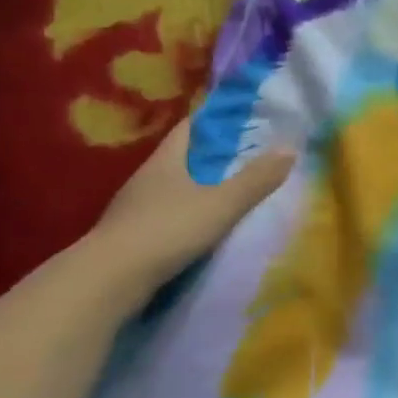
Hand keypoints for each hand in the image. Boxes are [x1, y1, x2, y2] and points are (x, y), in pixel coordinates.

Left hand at [92, 121, 295, 284]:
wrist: (108, 281)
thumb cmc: (168, 230)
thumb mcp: (221, 204)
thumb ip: (256, 179)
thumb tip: (290, 148)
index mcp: (167, 159)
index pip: (191, 126)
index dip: (216, 118)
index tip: (243, 116)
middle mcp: (147, 177)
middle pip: (182, 155)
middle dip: (211, 153)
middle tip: (247, 154)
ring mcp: (134, 207)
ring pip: (172, 186)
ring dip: (197, 185)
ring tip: (230, 189)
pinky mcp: (130, 235)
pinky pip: (164, 213)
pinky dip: (185, 212)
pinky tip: (201, 225)